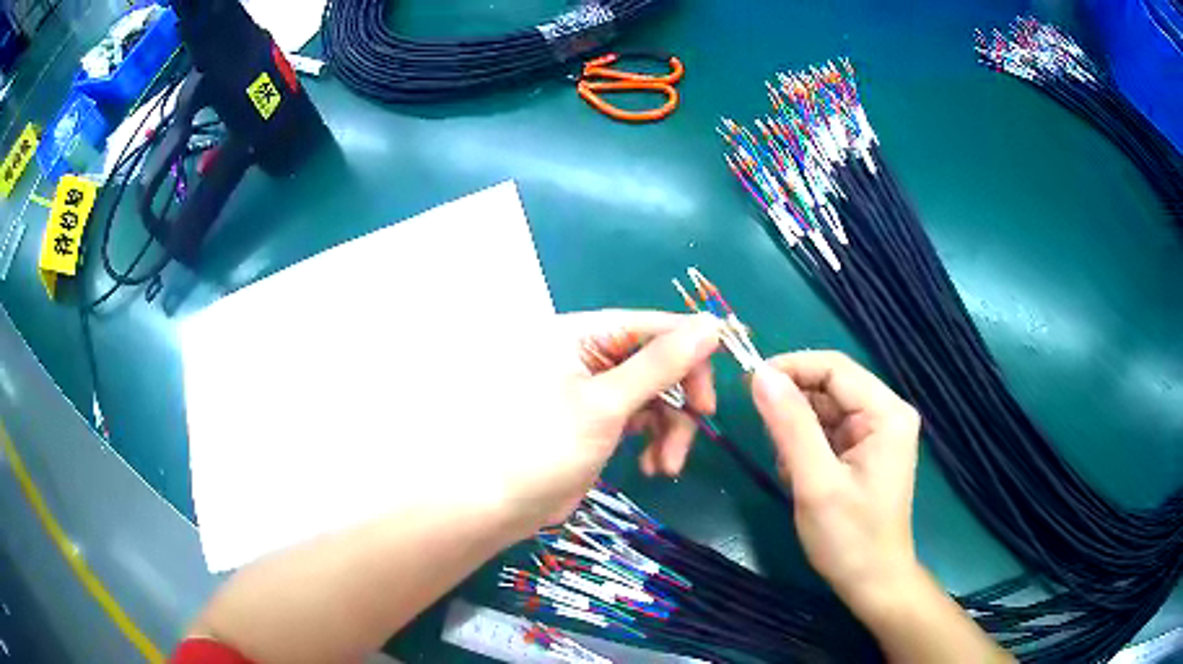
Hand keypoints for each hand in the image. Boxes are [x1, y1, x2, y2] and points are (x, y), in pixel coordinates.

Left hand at [498, 310, 719, 533]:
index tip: (713, 391)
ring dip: (672, 428)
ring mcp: (595, 388)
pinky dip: (655, 440)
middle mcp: (590, 352)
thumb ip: (659, 365)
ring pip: (656, 395)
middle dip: (681, 397)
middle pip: (659, 360)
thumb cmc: (542, 447)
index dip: (692, 351)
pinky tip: (654, 467)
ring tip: (667, 465)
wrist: (496, 505)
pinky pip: (642, 418)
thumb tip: (712, 324)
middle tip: (701, 424)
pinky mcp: (599, 420)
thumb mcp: (606, 405)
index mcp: (582, 333)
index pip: (653, 326)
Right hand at [750, 351, 921, 607]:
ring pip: (824, 409)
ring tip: (787, 468)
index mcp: (886, 413)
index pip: (834, 368)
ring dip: (797, 431)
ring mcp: (875, 433)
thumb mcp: (816, 483)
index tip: (747, 383)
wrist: (872, 582)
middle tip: (765, 436)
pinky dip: (805, 447)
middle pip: (830, 386)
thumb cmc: (849, 537)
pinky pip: (827, 431)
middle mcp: (885, 413)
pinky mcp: (863, 451)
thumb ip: (791, 426)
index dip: (790, 368)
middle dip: (793, 407)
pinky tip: (798, 475)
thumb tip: (760, 375)